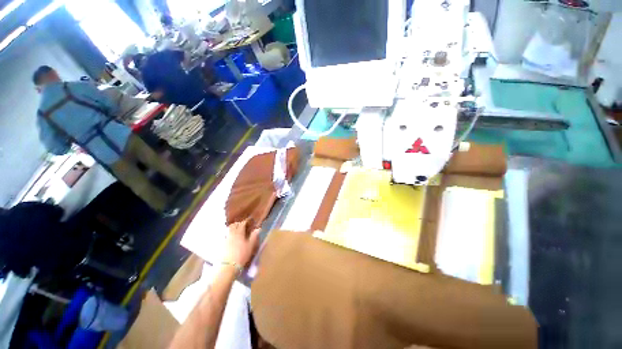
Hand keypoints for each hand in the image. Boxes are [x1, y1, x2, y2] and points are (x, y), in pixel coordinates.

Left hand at [223, 220, 259, 267]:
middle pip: (233, 225)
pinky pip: (224, 236)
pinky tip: (229, 240)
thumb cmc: (241, 255)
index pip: (242, 224)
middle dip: (237, 224)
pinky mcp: (220, 245)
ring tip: (235, 232)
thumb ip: (254, 236)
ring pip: (228, 230)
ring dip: (231, 229)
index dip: (245, 222)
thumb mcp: (250, 246)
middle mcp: (231, 234)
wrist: (227, 266)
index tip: (248, 222)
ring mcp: (224, 239)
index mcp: (239, 232)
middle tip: (241, 225)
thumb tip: (258, 229)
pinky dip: (227, 235)